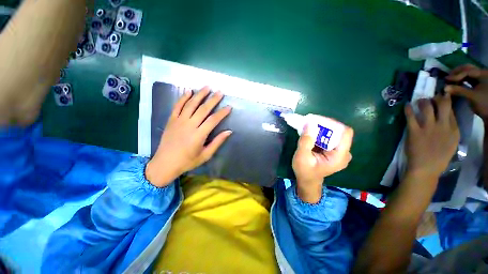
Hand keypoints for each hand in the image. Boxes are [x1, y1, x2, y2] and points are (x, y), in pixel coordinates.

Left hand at [145, 87, 231, 186]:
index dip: (222, 113)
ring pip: (191, 104)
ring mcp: (179, 121)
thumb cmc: (188, 161)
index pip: (213, 120)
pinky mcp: (171, 120)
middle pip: (203, 109)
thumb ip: (217, 142)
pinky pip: (177, 106)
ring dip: (200, 95)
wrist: (165, 163)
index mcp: (199, 135)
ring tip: (207, 87)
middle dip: (213, 100)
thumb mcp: (206, 155)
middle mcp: (189, 125)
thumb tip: (229, 131)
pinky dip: (183, 98)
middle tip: (220, 92)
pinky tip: (189, 91)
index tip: (229, 107)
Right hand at [292, 121, 353, 202]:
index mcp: (340, 156)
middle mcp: (344, 152)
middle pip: (339, 132)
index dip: (332, 123)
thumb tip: (309, 123)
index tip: (316, 121)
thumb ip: (306, 141)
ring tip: (308, 126)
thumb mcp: (302, 157)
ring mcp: (340, 151)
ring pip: (334, 133)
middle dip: (324, 125)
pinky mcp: (334, 150)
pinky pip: (329, 137)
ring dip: (321, 128)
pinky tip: (310, 133)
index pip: (345, 132)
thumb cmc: (305, 171)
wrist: (307, 180)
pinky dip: (320, 133)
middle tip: (309, 122)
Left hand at [405, 95, 459, 182]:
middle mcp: (443, 126)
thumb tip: (446, 116)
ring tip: (419, 100)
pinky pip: (411, 117)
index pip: (451, 111)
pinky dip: (408, 109)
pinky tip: (407, 105)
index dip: (446, 102)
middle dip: (437, 98)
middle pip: (442, 105)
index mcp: (454, 130)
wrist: (426, 168)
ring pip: (427, 107)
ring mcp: (428, 128)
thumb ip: (451, 129)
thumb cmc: (439, 158)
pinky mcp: (414, 131)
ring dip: (422, 101)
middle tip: (431, 96)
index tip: (441, 98)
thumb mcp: (451, 143)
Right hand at [445, 64, 487, 120]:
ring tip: (451, 81)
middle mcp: (483, 73)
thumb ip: (459, 90)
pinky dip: (463, 80)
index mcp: (483, 74)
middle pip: (468, 69)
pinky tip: (457, 84)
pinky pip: (470, 79)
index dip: (456, 75)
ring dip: (459, 76)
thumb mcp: (472, 97)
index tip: (446, 80)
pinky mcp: (480, 85)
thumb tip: (444, 88)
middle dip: (457, 73)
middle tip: (447, 78)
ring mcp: (482, 79)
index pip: (467, 71)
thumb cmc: (484, 104)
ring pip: (469, 74)